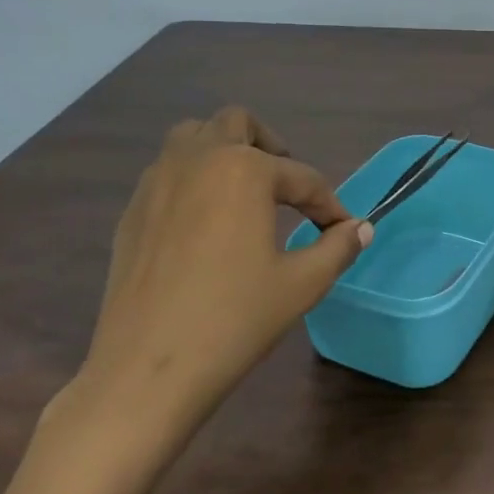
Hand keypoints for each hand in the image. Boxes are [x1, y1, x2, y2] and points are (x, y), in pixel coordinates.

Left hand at [62, 107, 371, 452]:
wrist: (148, 369)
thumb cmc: (235, 320)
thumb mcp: (302, 284)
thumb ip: (338, 247)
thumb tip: (362, 228)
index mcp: (244, 170)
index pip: (302, 178)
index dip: (329, 205)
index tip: (344, 230)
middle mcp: (197, 160)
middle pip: (238, 124)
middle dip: (271, 148)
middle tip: (288, 188)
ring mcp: (156, 182)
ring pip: (193, 136)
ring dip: (225, 151)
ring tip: (245, 191)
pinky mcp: (132, 211)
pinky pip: (167, 171)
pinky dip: (194, 179)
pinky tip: (205, 223)